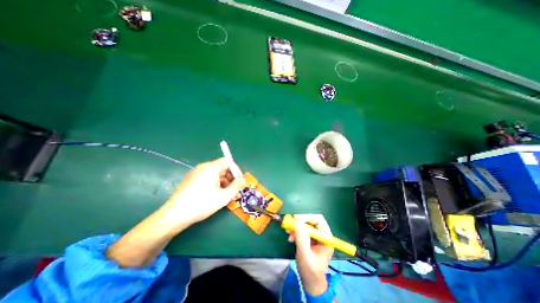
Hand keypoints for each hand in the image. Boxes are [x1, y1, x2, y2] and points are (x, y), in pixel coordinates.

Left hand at [166, 159, 246, 223]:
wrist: (174, 215)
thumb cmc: (202, 204)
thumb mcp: (224, 196)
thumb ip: (236, 186)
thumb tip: (242, 180)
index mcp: (211, 167)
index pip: (228, 161)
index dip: (236, 170)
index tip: (240, 181)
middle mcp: (203, 167)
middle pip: (222, 168)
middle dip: (231, 179)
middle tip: (236, 191)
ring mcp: (195, 173)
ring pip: (215, 175)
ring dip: (224, 183)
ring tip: (228, 196)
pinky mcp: (191, 180)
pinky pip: (207, 179)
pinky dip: (215, 185)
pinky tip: (217, 196)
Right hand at [286, 215, 333, 295]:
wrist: (311, 282)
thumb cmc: (311, 271)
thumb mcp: (305, 255)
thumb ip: (302, 238)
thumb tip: (297, 222)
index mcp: (326, 238)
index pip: (318, 220)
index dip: (307, 217)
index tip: (295, 219)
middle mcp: (322, 234)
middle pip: (311, 221)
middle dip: (300, 222)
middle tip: (290, 224)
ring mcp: (316, 237)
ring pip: (305, 225)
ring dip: (296, 227)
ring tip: (288, 232)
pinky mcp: (309, 239)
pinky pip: (302, 230)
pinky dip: (295, 231)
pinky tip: (290, 238)